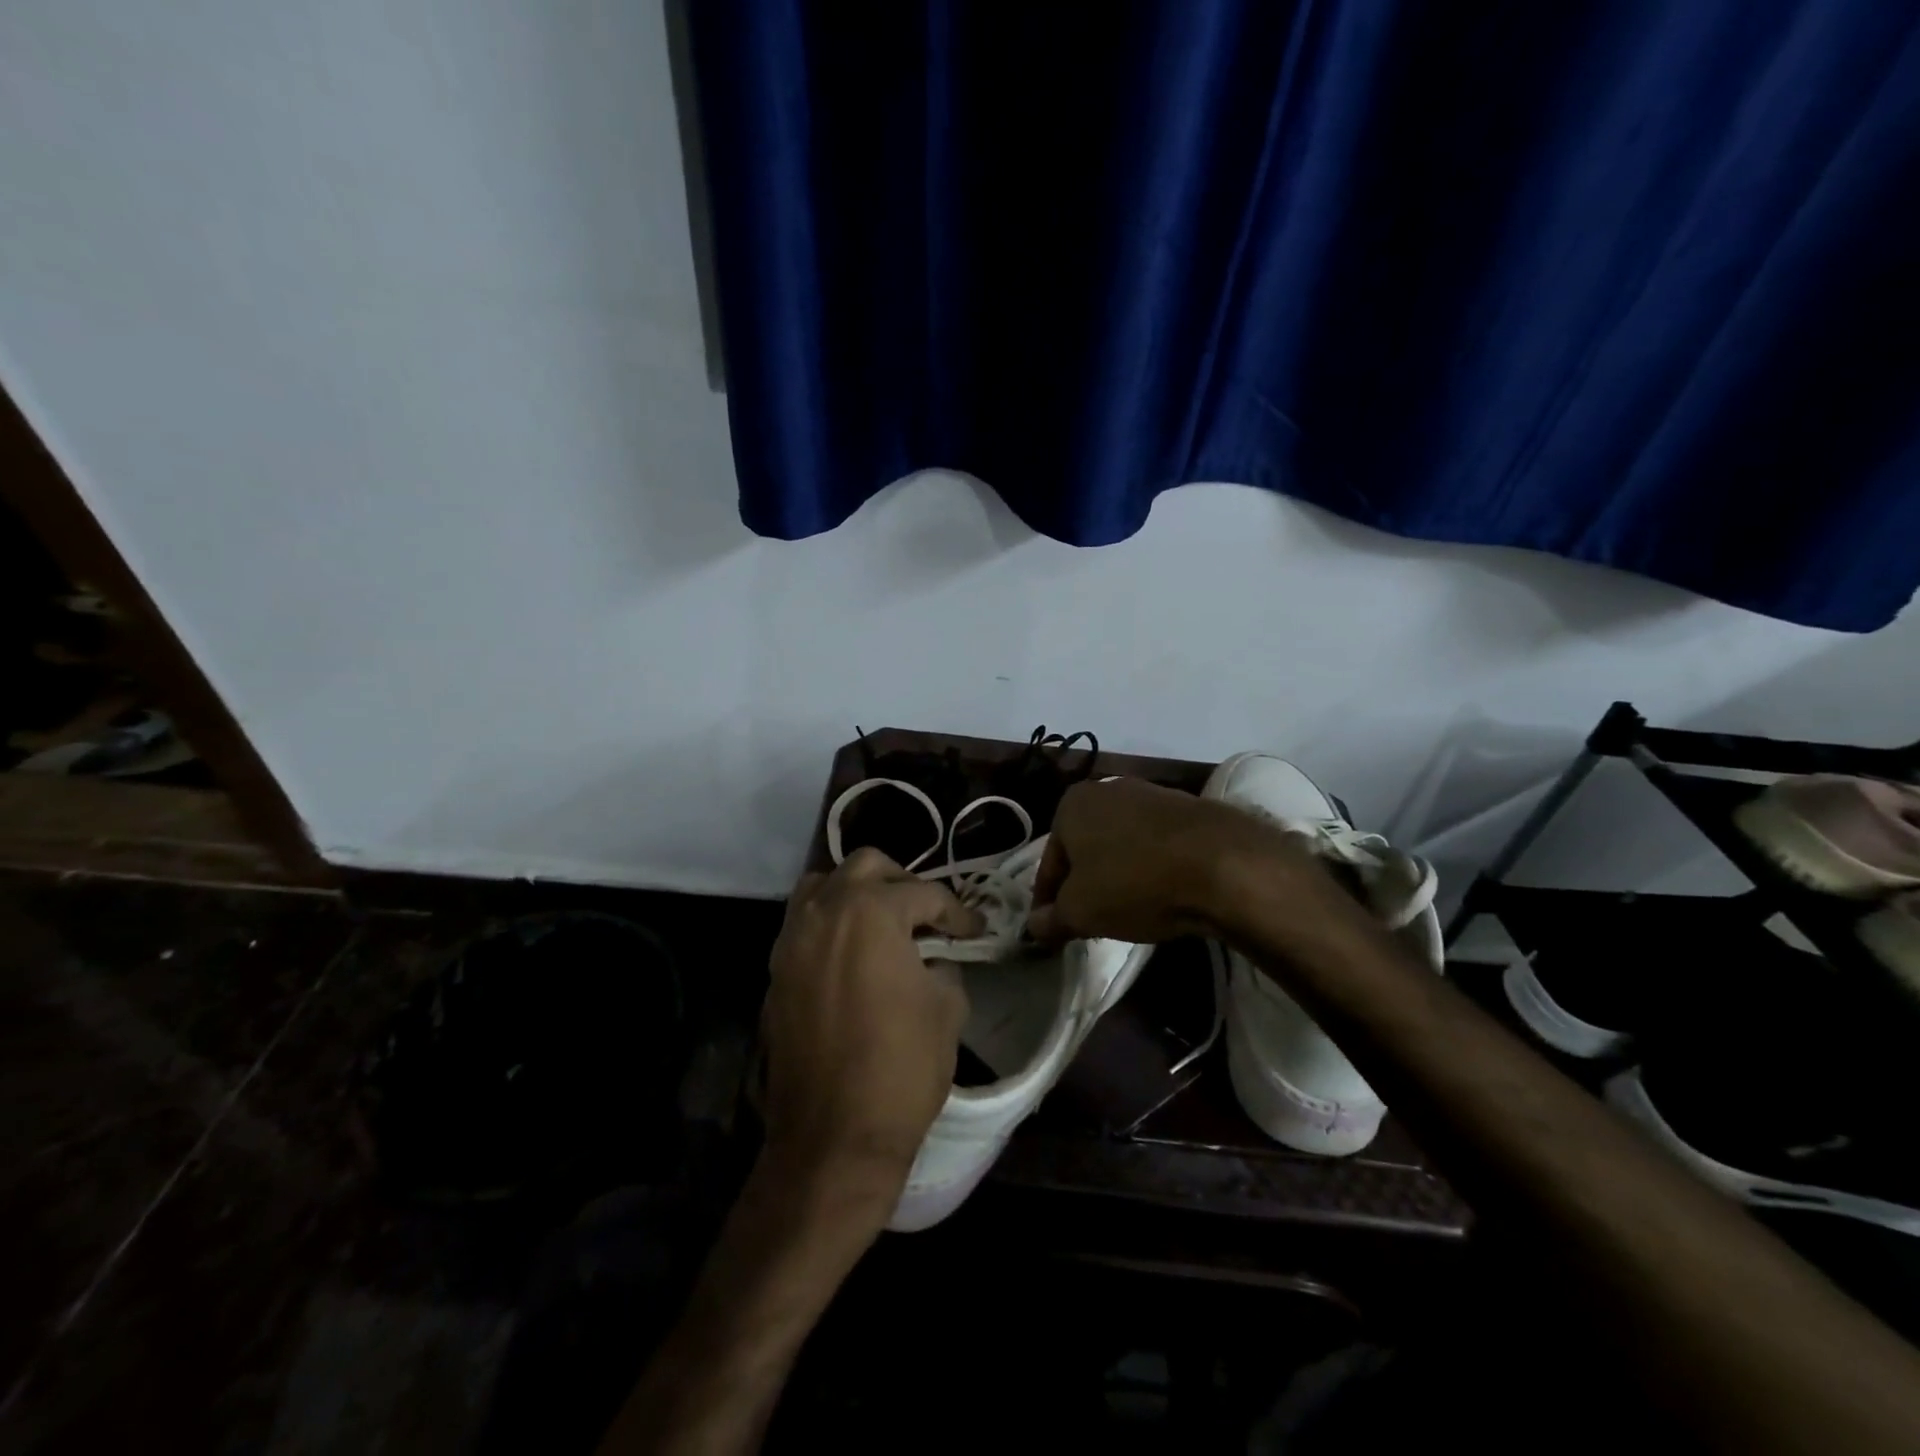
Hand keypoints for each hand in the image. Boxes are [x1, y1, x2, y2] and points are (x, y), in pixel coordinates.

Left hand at [761, 849, 983, 1211]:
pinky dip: (831, 924)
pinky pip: (805, 924)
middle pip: (867, 866)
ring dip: (857, 893)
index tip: (975, 930)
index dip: (957, 911)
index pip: (924, 894)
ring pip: (823, 885)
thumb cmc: (900, 1067)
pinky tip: (854, 955)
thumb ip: (944, 966)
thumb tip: (936, 958)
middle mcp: (825, 911)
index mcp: (870, 911)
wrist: (832, 1138)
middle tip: (928, 916)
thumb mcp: (946, 1009)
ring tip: (884, 924)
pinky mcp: (776, 971)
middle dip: (903, 884)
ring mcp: (793, 939)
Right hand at [1028, 776, 1322, 944]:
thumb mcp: (1081, 912)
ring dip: (1118, 874)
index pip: (1050, 863)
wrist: (1224, 865)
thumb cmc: (1135, 883)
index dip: (1047, 901)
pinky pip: (1156, 844)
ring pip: (1120, 844)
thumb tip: (1034, 927)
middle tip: (1088, 920)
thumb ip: (1051, 920)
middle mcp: (1107, 789)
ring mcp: (1151, 794)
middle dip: (1083, 883)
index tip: (1052, 929)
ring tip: (1128, 910)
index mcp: (1072, 804)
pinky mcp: (1188, 807)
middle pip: (1085, 848)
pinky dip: (1151, 867)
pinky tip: (1162, 893)